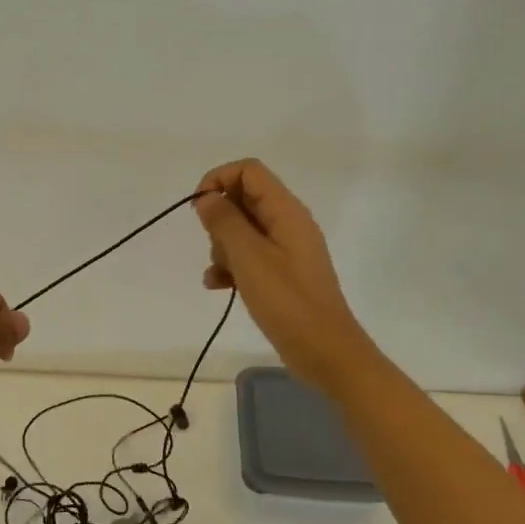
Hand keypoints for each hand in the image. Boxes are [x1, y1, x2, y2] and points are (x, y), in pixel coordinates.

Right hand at [194, 158, 375, 391]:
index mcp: (286, 211)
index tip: (198, 208)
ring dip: (222, 245)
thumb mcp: (249, 258)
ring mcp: (286, 248)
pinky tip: (218, 285)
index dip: (219, 180)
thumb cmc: (287, 301)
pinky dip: (231, 265)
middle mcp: (288, 223)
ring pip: (243, 228)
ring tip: (219, 272)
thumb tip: (206, 198)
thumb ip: (224, 222)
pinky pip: (249, 255)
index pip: (249, 171)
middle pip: (244, 198)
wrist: (326, 352)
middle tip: (214, 246)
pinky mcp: (282, 272)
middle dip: (219, 218)